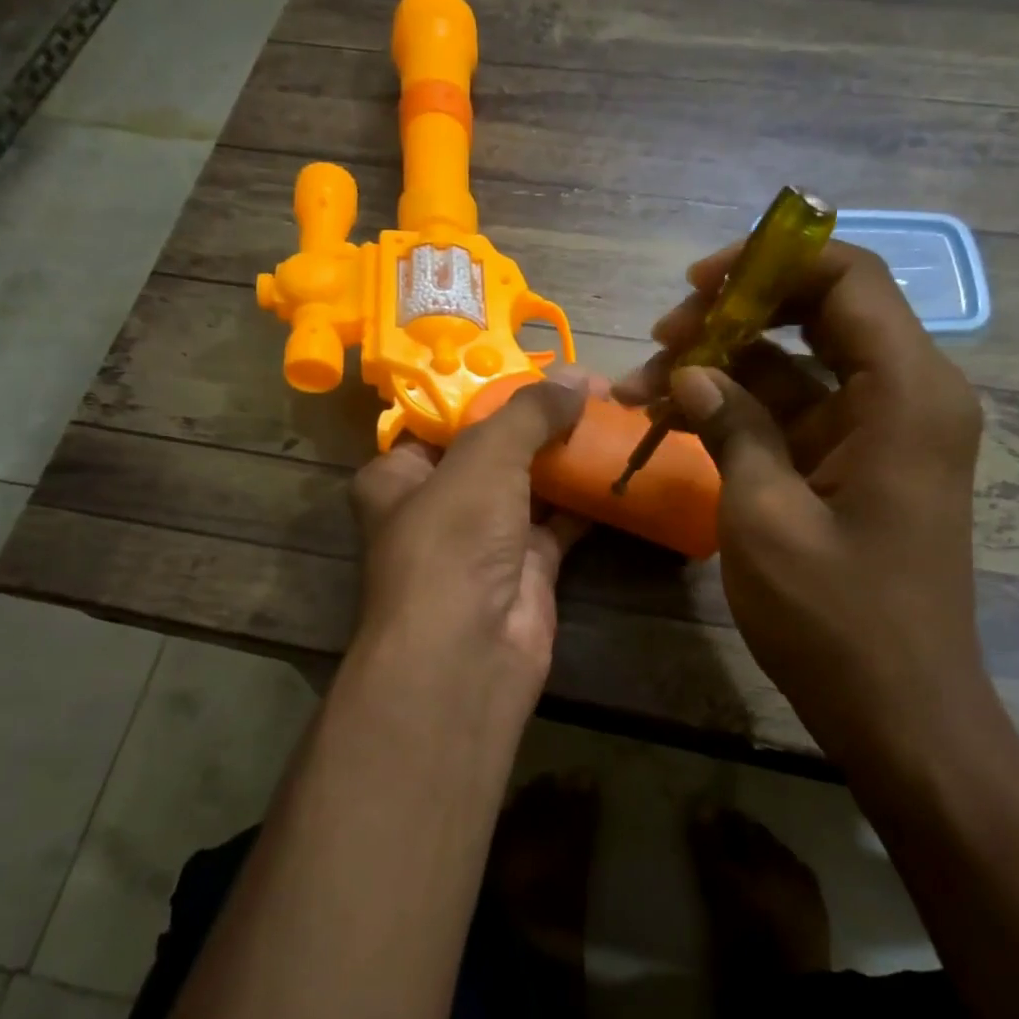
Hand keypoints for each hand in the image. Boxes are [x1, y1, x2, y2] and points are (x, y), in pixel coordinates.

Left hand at [346, 370, 591, 725]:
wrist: (469, 651)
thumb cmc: (453, 538)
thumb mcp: (484, 457)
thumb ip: (528, 412)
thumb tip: (577, 378)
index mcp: (399, 474)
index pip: (443, 418)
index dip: (491, 389)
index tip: (541, 367)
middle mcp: (437, 505)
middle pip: (493, 449)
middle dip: (540, 420)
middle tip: (592, 388)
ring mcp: (484, 539)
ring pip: (530, 484)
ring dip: (567, 455)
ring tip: (613, 415)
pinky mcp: (526, 567)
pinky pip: (560, 520)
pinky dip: (587, 496)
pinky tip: (619, 464)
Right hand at [616, 242, 986, 766]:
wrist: (898, 709)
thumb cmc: (836, 617)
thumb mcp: (765, 516)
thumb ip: (731, 427)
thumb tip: (690, 372)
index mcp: (906, 392)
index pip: (848, 278)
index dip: (769, 261)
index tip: (696, 284)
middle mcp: (907, 395)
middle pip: (820, 313)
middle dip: (734, 315)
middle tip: (660, 341)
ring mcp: (882, 432)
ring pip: (798, 365)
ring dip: (724, 368)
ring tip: (644, 388)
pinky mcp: (857, 465)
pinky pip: (797, 412)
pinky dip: (740, 410)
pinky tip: (676, 420)